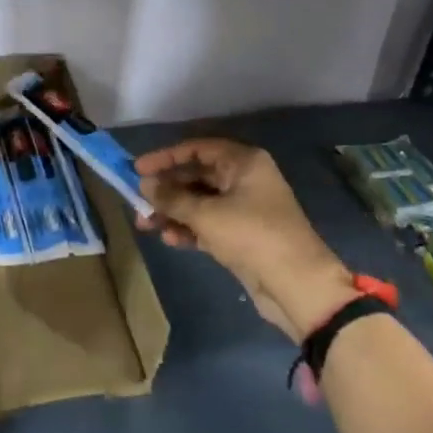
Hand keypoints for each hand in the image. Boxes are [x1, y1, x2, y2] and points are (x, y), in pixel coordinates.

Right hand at [135, 139, 354, 342]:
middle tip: (137, 202)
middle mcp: (245, 179)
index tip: (137, 168)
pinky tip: (169, 239)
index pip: (198, 149)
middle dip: (166, 190)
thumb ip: (172, 198)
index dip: (166, 157)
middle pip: (197, 176)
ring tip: (145, 225)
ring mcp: (245, 208)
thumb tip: (144, 184)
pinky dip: (189, 229)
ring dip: (173, 212)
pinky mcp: (242, 235)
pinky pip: (208, 224)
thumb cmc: (251, 235)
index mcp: (244, 162)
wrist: (295, 283)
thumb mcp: (206, 214)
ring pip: (200, 202)